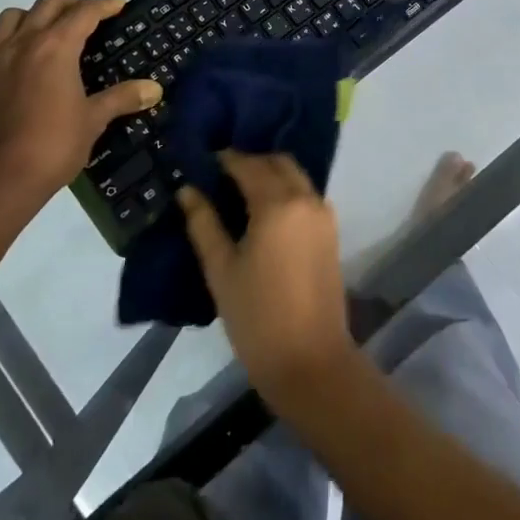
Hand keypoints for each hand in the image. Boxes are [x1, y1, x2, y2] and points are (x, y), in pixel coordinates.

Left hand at [0, 0, 161, 207]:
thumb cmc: (53, 145)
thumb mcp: (94, 120)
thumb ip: (123, 98)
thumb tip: (154, 88)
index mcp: (55, 48)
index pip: (84, 12)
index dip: (104, 5)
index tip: (119, 4)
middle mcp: (23, 43)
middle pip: (48, 4)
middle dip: (71, 4)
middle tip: (88, 17)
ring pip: (11, 18)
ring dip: (32, 17)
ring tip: (47, 33)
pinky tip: (10, 62)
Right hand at [178, 152, 355, 404]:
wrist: (310, 360)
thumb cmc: (256, 316)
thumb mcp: (220, 269)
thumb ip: (203, 223)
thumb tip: (188, 190)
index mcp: (277, 203)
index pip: (248, 165)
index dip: (225, 159)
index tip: (203, 162)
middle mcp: (306, 199)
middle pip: (278, 163)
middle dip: (251, 161)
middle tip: (222, 176)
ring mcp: (324, 215)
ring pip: (296, 176)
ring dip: (271, 174)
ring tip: (241, 192)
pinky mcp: (332, 233)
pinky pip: (307, 195)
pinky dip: (288, 190)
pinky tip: (266, 210)